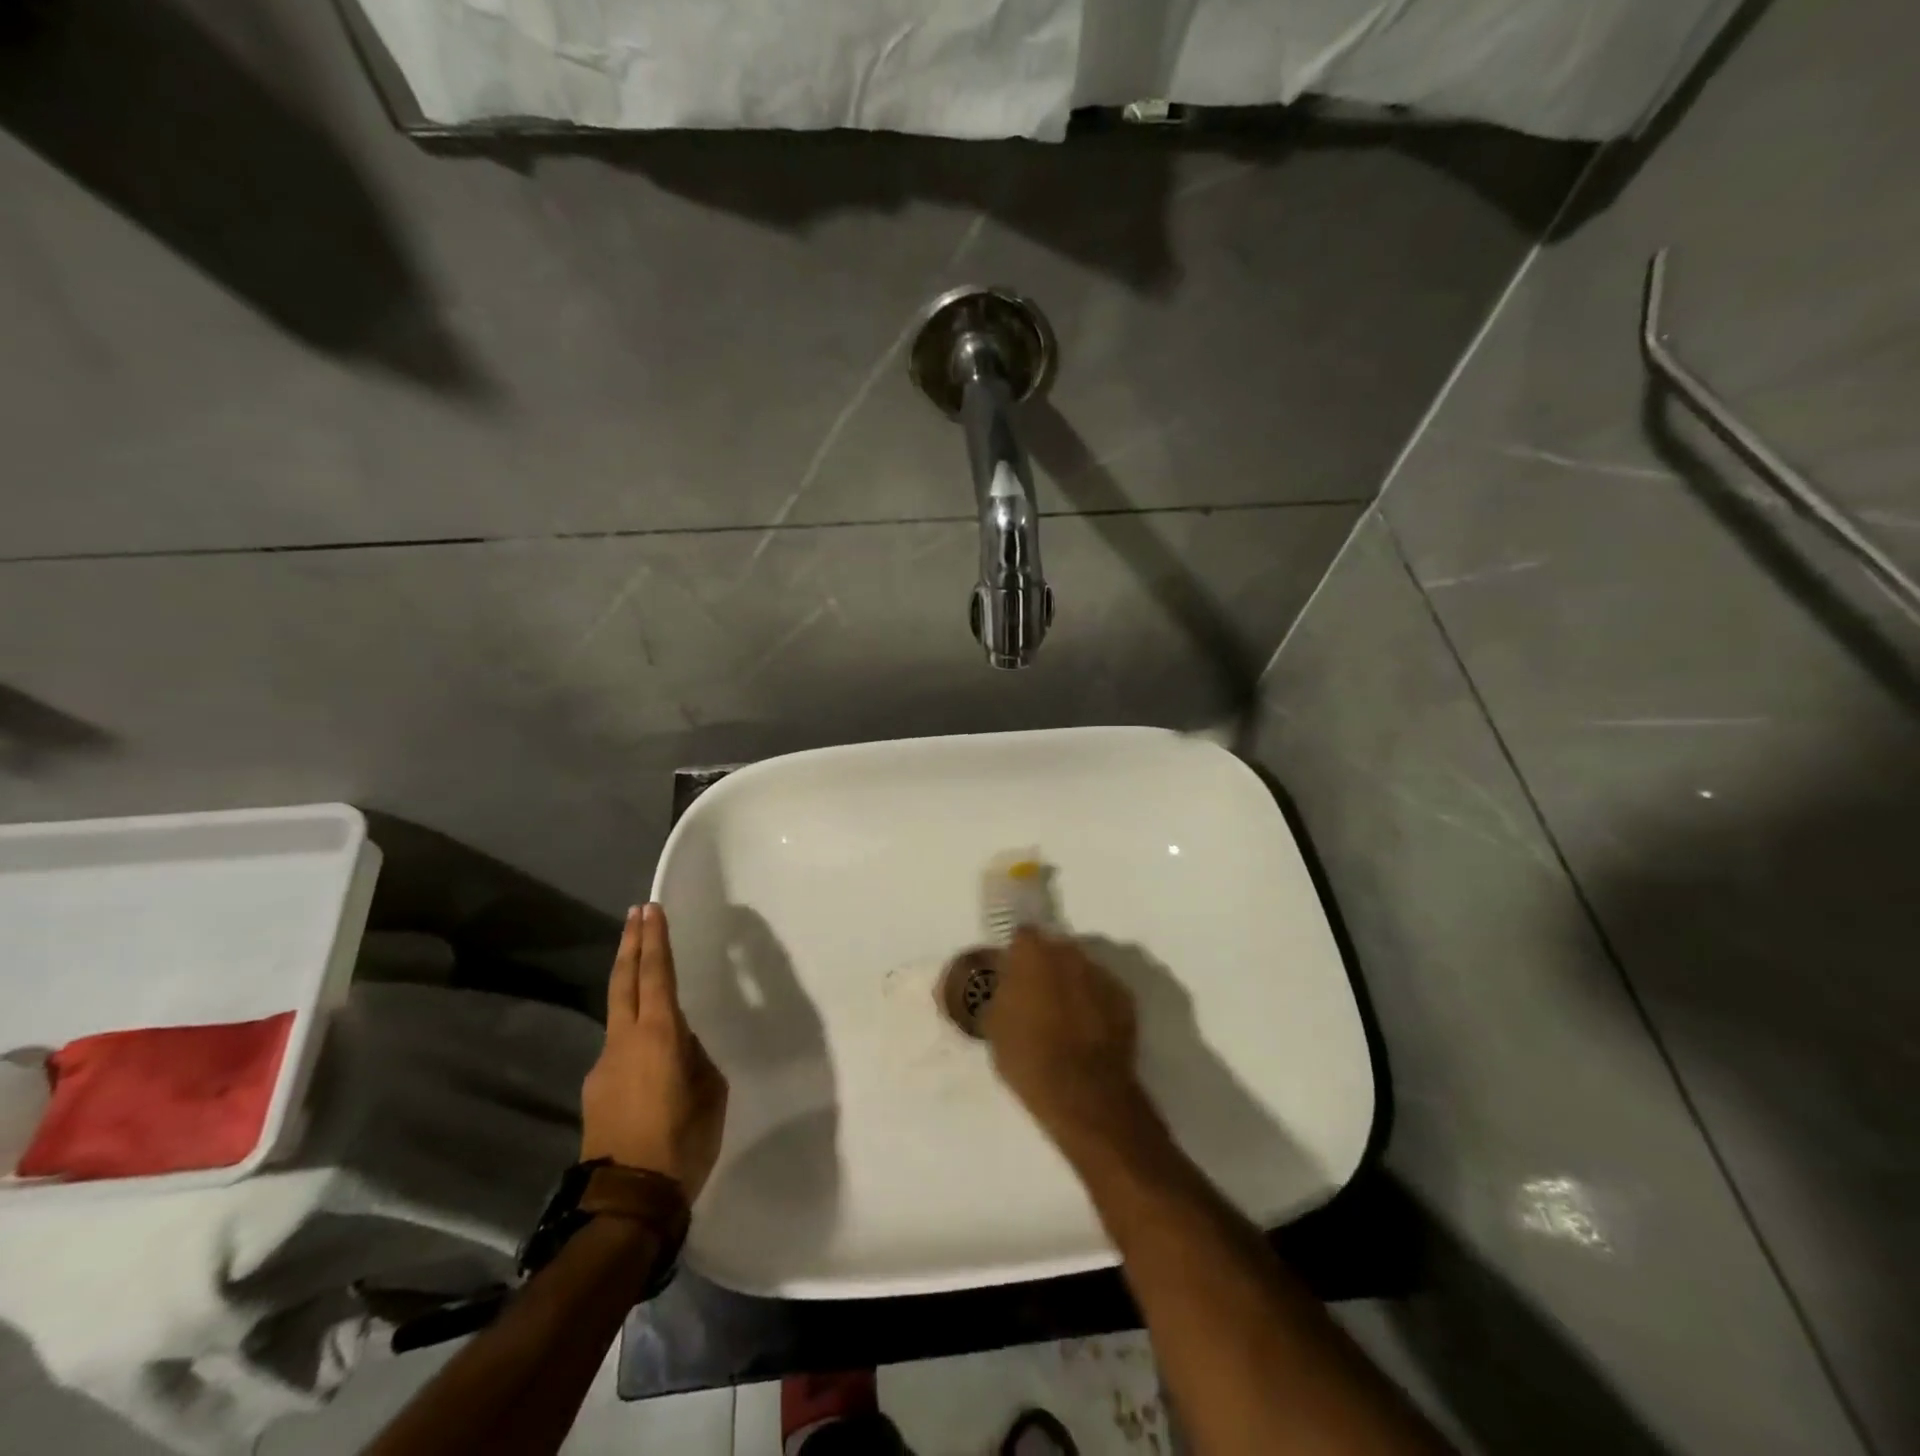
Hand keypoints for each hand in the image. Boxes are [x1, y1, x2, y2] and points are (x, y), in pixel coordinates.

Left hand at [581, 904, 728, 1199]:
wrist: (626, 1202)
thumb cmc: (682, 1142)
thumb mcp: (710, 1092)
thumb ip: (695, 1057)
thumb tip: (681, 1046)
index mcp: (659, 1035)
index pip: (656, 975)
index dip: (654, 940)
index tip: (651, 910)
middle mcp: (624, 1041)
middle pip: (624, 981)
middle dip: (631, 944)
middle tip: (636, 914)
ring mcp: (603, 1065)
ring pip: (620, 1016)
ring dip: (633, 990)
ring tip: (655, 988)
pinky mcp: (595, 1090)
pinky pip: (620, 1050)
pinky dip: (635, 1038)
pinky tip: (653, 1063)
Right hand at [982, 929, 1148, 1140]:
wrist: (1083, 1093)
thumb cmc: (1028, 1057)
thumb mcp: (994, 1025)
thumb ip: (1002, 994)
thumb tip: (1008, 986)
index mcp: (1033, 953)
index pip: (1022, 936)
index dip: (1017, 954)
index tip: (1013, 973)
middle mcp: (1070, 952)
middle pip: (1055, 949)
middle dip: (1047, 966)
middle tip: (1038, 996)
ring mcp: (1102, 974)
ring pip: (1081, 970)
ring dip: (1073, 985)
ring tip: (1066, 1018)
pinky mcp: (1126, 999)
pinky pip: (1104, 993)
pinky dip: (1096, 1005)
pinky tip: (1088, 1032)